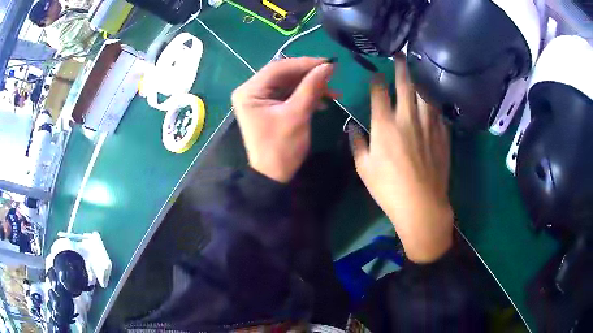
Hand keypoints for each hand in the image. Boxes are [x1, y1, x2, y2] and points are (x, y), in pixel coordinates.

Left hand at [232, 57, 333, 182]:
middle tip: (332, 76)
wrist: (273, 177)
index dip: (305, 63)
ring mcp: (259, 99)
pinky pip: (288, 94)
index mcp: (250, 91)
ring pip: (288, 84)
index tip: (329, 63)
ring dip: (310, 86)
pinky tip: (323, 102)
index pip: (278, 68)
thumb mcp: (297, 115)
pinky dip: (305, 96)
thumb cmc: (282, 149)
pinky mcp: (268, 107)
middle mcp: (251, 91)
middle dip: (309, 75)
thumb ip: (312, 87)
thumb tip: (328, 66)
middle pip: (283, 74)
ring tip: (333, 92)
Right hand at [349, 58, 453, 263]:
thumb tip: (352, 127)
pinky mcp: (442, 135)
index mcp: (385, 125)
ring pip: (425, 93)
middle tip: (401, 53)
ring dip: (421, 78)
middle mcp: (407, 118)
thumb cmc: (388, 189)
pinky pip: (438, 111)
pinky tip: (434, 96)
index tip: (376, 73)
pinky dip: (434, 101)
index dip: (377, 80)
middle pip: (406, 85)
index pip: (379, 93)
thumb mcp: (364, 169)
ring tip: (420, 66)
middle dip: (401, 66)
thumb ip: (357, 144)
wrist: (422, 206)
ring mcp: (428, 125)